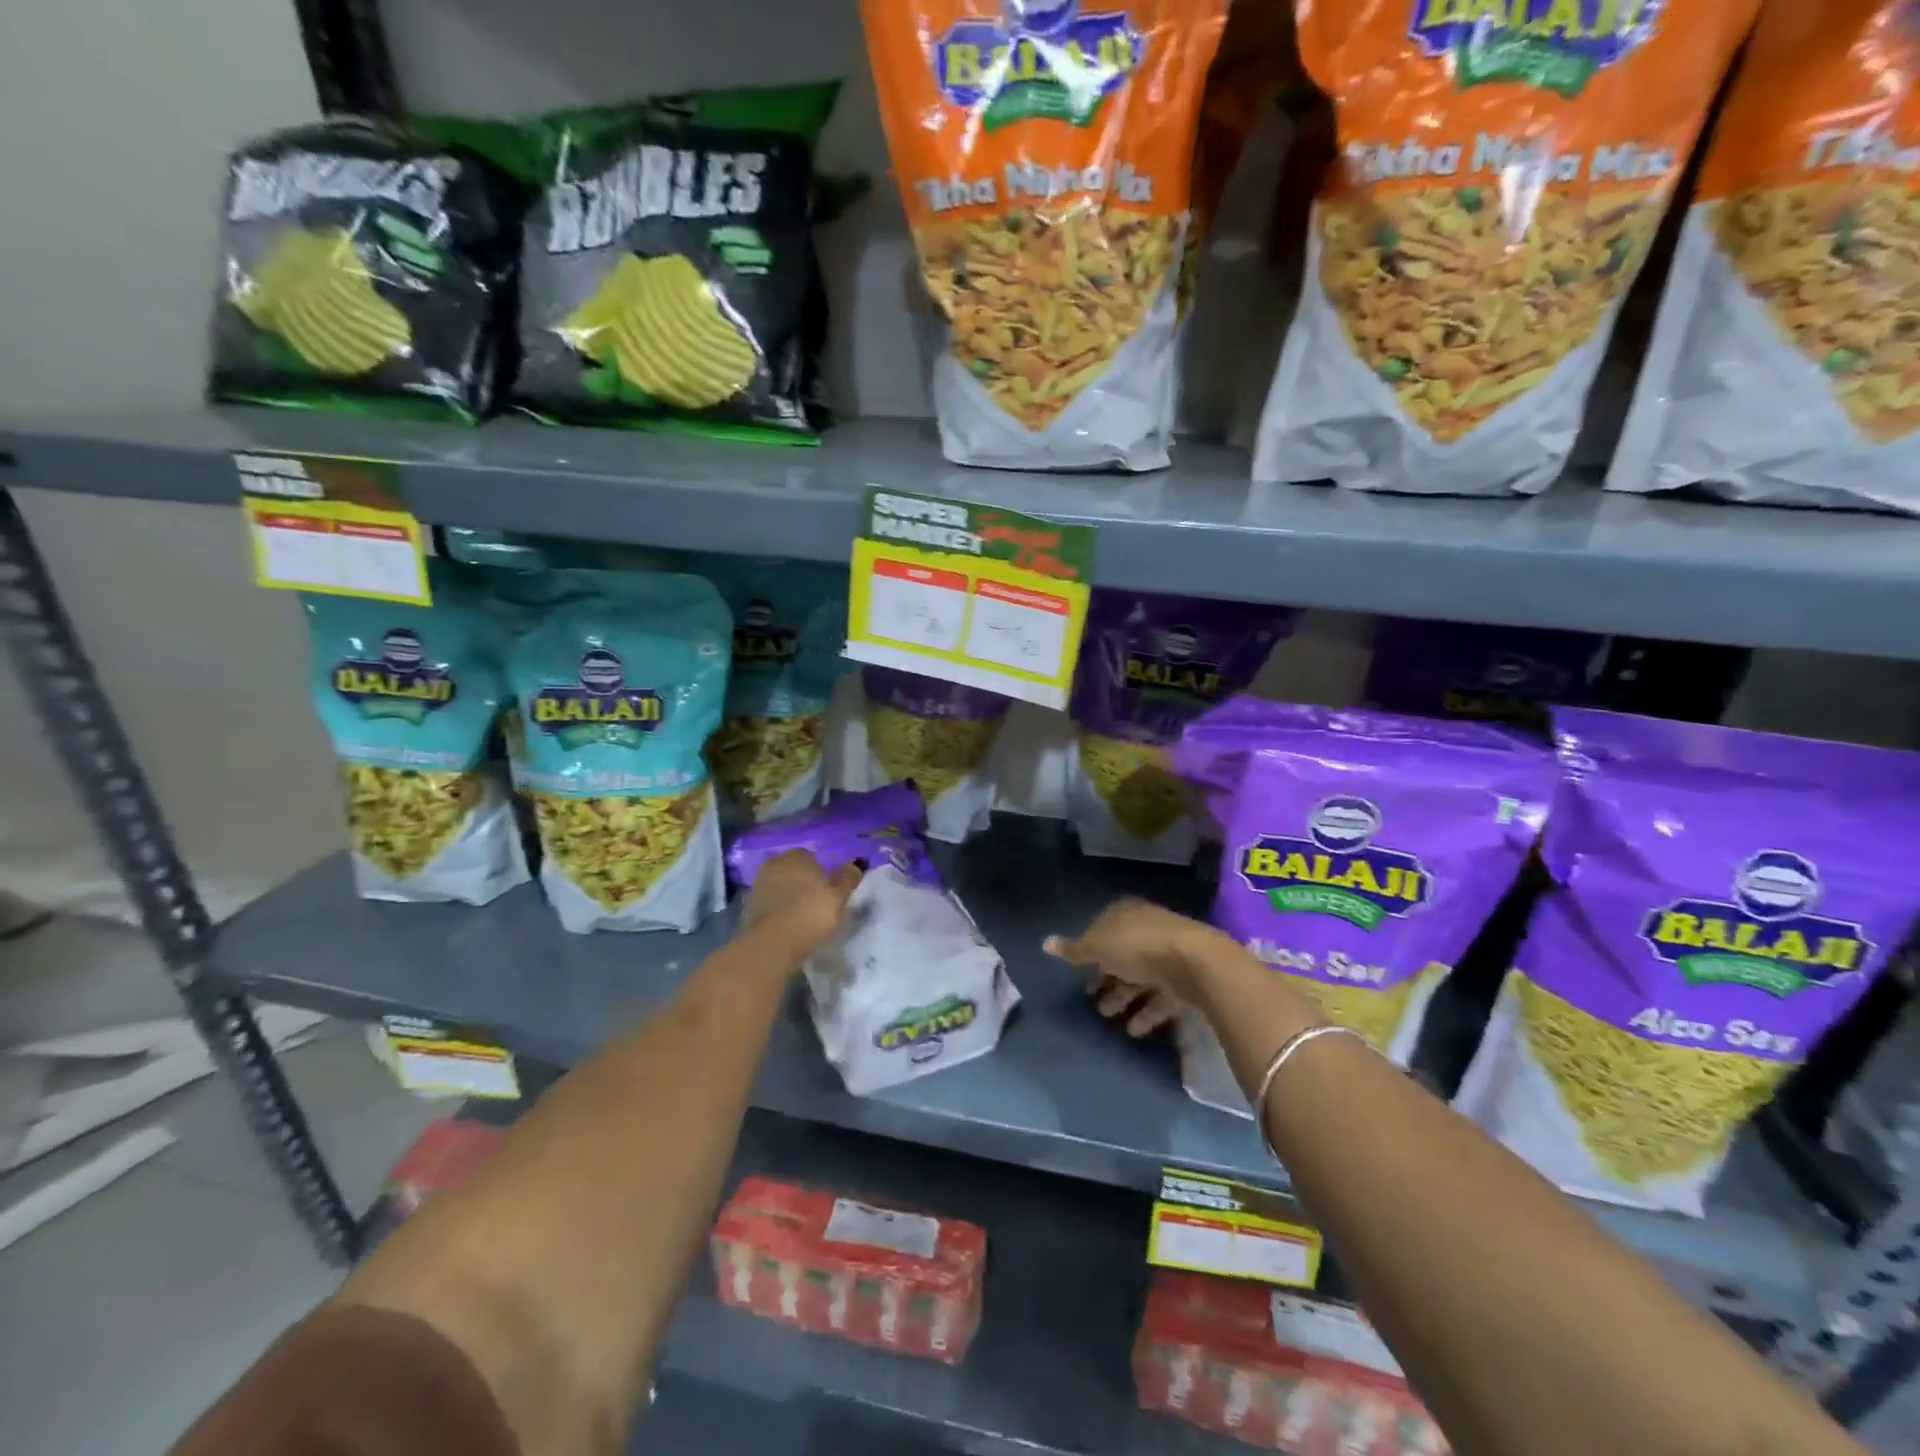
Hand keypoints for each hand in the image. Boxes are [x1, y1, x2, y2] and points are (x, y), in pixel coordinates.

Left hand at [742, 851, 862, 958]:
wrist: (773, 943)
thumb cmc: (812, 912)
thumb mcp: (840, 895)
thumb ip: (849, 877)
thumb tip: (856, 864)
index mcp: (797, 855)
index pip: (812, 858)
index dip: (822, 874)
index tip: (830, 891)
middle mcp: (774, 864)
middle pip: (794, 872)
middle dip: (803, 884)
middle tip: (817, 904)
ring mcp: (758, 885)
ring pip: (780, 888)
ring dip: (789, 898)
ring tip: (803, 918)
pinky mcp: (748, 907)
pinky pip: (770, 906)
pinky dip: (778, 912)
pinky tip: (788, 927)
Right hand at [1045, 898, 1221, 1036]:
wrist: (1194, 963)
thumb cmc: (1138, 946)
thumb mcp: (1098, 947)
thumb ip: (1074, 950)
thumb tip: (1045, 943)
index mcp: (1125, 914)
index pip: (1102, 928)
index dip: (1089, 949)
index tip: (1078, 972)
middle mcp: (1146, 929)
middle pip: (1121, 954)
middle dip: (1105, 977)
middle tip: (1091, 999)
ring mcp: (1168, 954)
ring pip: (1139, 976)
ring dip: (1123, 996)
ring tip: (1107, 1017)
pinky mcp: (1184, 980)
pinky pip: (1160, 996)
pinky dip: (1146, 1012)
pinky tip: (1133, 1030)